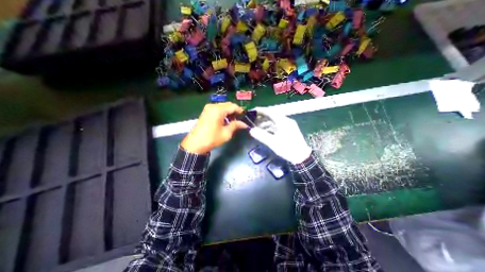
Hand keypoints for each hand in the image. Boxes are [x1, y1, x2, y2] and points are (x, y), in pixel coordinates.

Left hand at [180, 102, 246, 153]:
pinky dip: (223, 113)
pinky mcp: (205, 112)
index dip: (240, 110)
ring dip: (229, 112)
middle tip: (240, 119)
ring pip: (222, 107)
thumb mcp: (226, 133)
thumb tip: (244, 124)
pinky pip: (217, 109)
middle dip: (234, 111)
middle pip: (227, 105)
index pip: (233, 106)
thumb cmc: (212, 138)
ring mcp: (208, 108)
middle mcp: (213, 106)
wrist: (195, 144)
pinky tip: (225, 120)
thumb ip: (235, 125)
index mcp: (218, 110)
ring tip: (233, 121)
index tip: (245, 116)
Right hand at [248, 107, 311, 163]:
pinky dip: (270, 128)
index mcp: (283, 121)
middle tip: (252, 121)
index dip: (260, 111)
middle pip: (272, 116)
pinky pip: (277, 126)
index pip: (269, 112)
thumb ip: (261, 136)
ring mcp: (288, 125)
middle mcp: (286, 121)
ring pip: (274, 121)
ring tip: (257, 127)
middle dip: (261, 118)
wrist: (302, 157)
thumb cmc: (287, 149)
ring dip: (265, 123)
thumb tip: (251, 130)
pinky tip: (265, 132)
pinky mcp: (289, 130)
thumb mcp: (273, 143)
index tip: (252, 112)